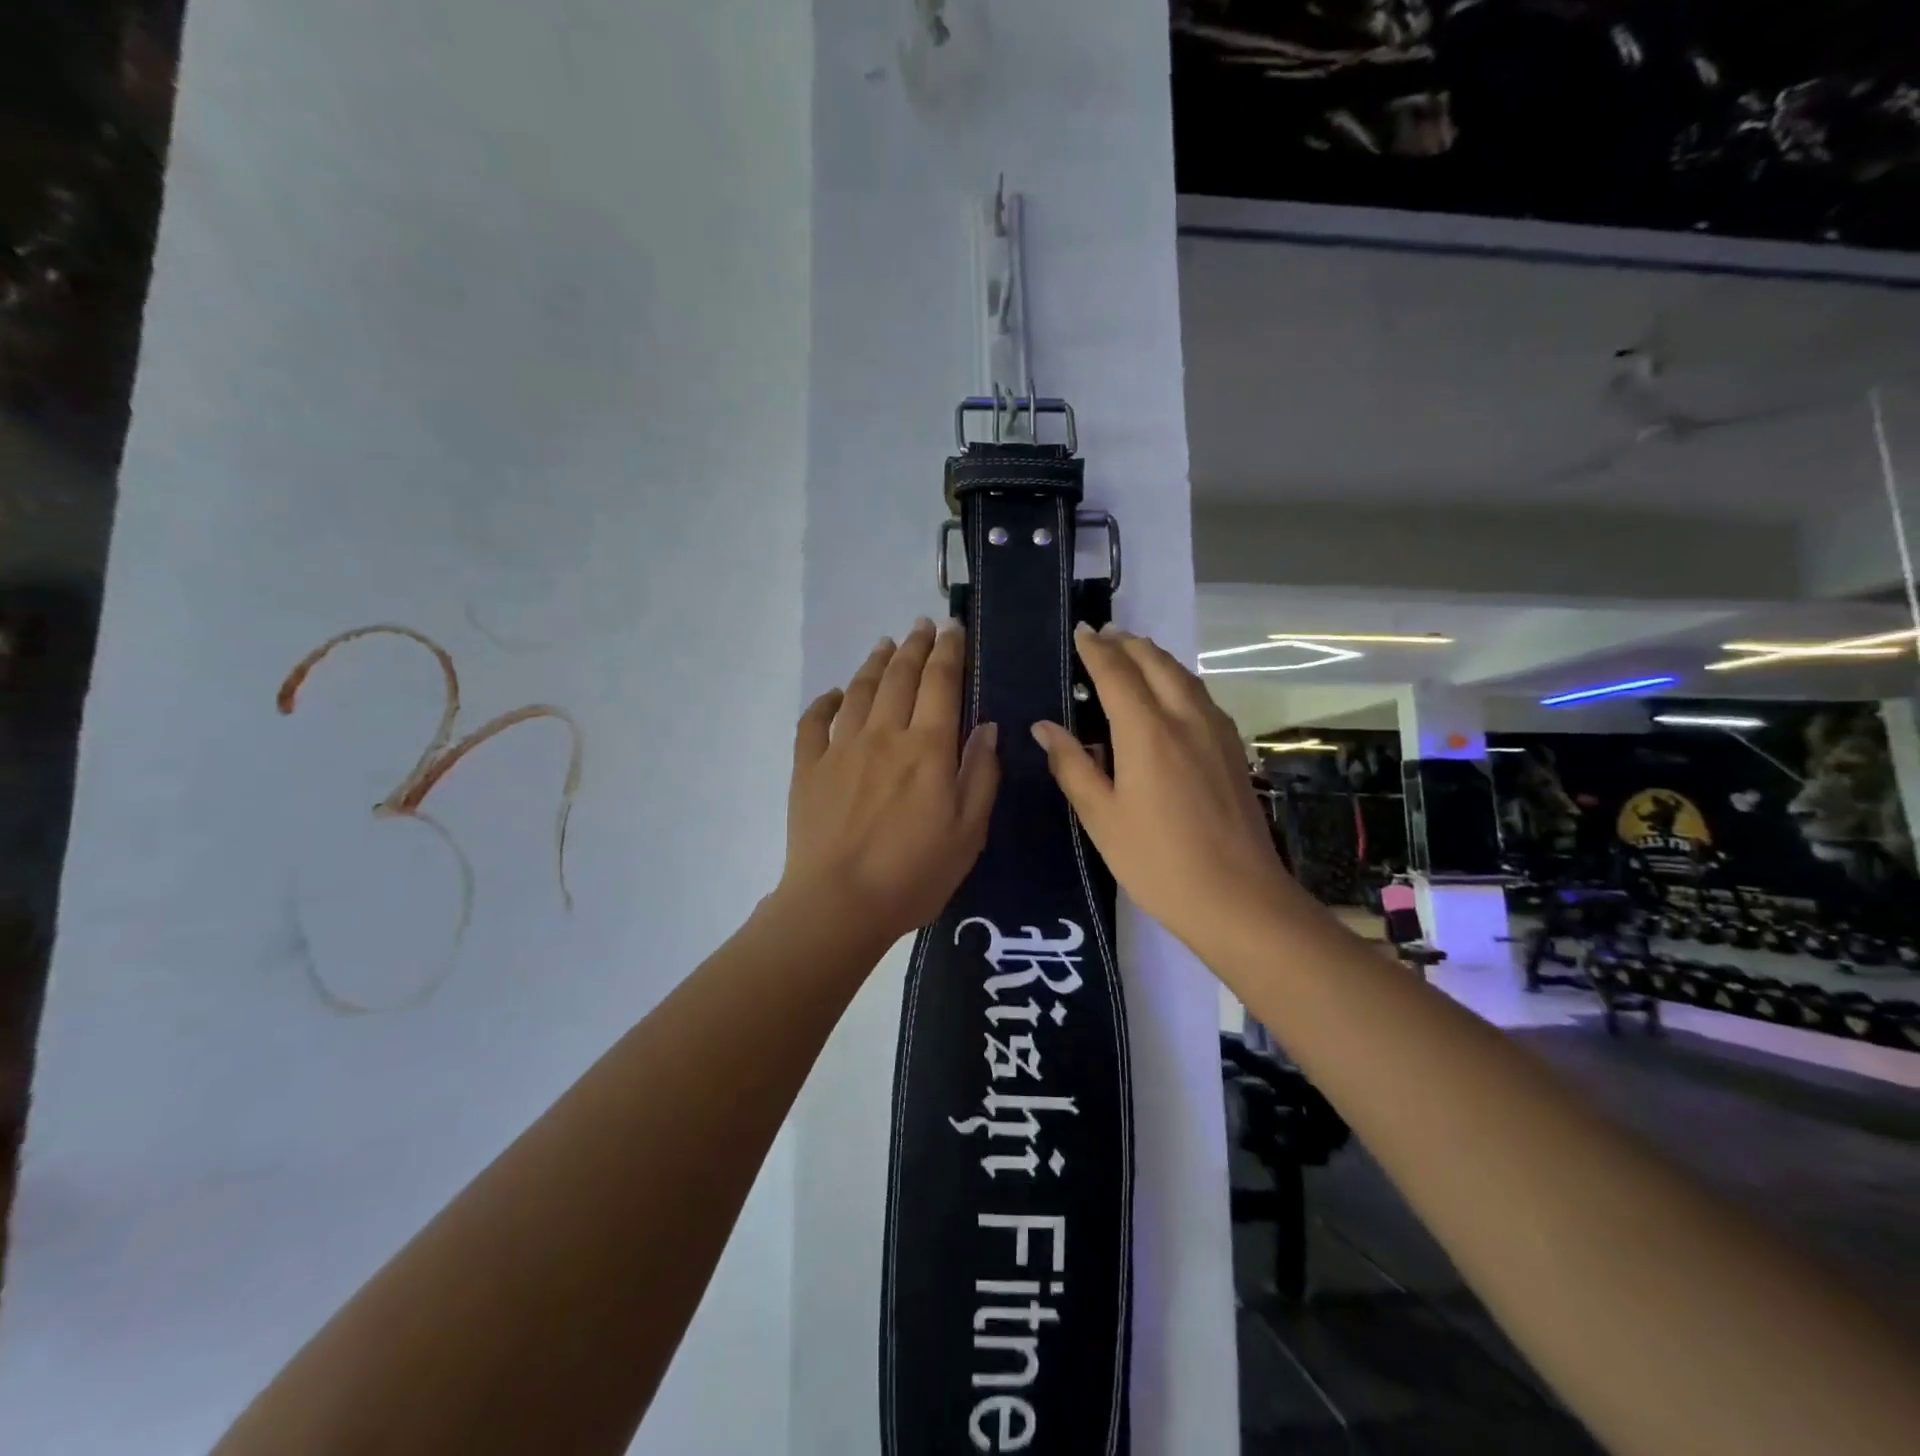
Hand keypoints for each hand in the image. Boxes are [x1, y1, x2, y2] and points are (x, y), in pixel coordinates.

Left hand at [779, 618, 1000, 945]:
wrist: (838, 904)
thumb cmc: (914, 875)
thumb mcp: (968, 832)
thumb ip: (981, 775)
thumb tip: (988, 727)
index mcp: (927, 749)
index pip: (941, 684)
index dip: (949, 652)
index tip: (954, 630)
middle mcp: (884, 735)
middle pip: (900, 677)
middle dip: (915, 646)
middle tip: (922, 625)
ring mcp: (840, 748)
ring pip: (859, 691)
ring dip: (875, 663)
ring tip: (885, 645)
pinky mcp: (807, 767)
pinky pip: (814, 722)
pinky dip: (825, 701)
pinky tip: (835, 694)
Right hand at [1031, 624, 1287, 952]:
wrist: (1238, 898)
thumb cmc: (1157, 861)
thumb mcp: (1101, 818)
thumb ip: (1072, 766)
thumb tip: (1044, 727)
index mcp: (1147, 732)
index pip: (1116, 674)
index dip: (1096, 650)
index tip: (1081, 632)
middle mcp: (1185, 718)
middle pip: (1156, 663)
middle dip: (1128, 644)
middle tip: (1104, 635)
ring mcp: (1216, 732)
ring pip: (1184, 676)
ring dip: (1156, 657)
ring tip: (1134, 653)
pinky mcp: (1233, 750)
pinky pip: (1201, 696)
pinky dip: (1178, 679)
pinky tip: (1172, 694)